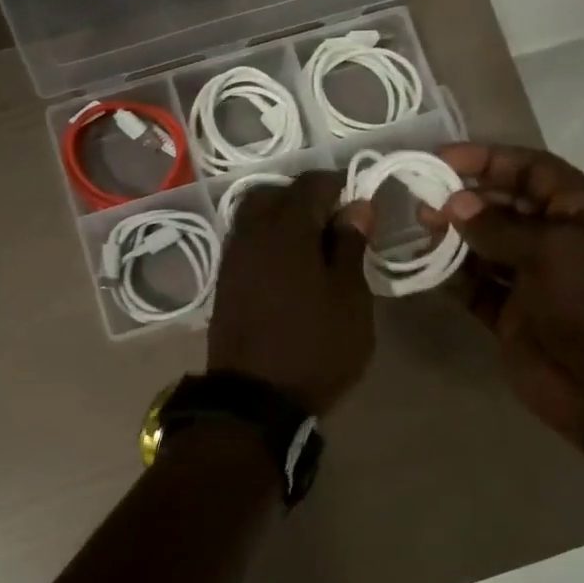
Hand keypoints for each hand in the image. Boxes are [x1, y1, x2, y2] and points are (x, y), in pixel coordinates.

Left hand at [207, 171, 375, 415]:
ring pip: (254, 218)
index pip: (310, 184)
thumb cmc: (315, 346)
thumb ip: (350, 246)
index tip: (359, 201)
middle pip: (274, 195)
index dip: (337, 185)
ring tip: (313, 246)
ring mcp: (231, 258)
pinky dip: (267, 242)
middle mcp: (250, 233)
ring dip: (282, 219)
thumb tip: (356, 207)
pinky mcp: (224, 283)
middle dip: (304, 198)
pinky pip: (246, 244)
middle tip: (334, 222)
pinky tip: (288, 267)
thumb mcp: (349, 298)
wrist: (255, 398)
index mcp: (285, 228)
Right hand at [431, 142, 583, 458]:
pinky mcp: (512, 316)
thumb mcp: (554, 250)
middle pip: (505, 207)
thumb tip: (454, 204)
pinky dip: (451, 277)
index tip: (441, 159)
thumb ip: (499, 226)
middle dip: (465, 199)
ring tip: (418, 227)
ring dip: (454, 236)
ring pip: (486, 248)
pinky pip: (475, 288)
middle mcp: (560, 242)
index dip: (489, 160)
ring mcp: (534, 281)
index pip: (533, 171)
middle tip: (421, 197)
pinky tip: (423, 266)